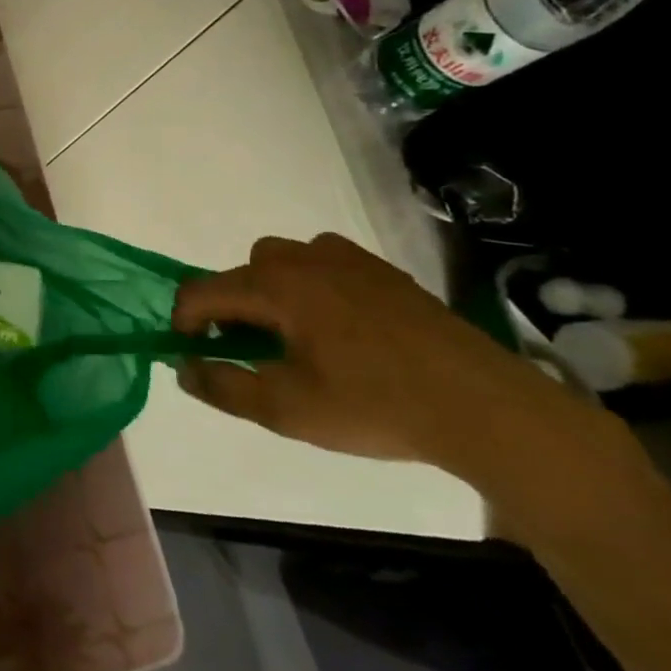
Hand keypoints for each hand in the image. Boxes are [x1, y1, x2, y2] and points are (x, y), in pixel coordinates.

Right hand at [170, 233, 610, 481]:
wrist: (486, 408)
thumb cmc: (375, 406)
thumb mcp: (286, 410)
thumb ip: (223, 386)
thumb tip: (184, 368)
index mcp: (276, 287)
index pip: (202, 291)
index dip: (184, 321)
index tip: (193, 354)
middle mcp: (305, 260)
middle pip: (241, 270)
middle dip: (230, 306)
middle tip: (249, 351)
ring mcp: (348, 260)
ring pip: (283, 260)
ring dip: (270, 291)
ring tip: (292, 336)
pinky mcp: (383, 272)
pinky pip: (324, 264)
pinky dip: (311, 286)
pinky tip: (338, 327)